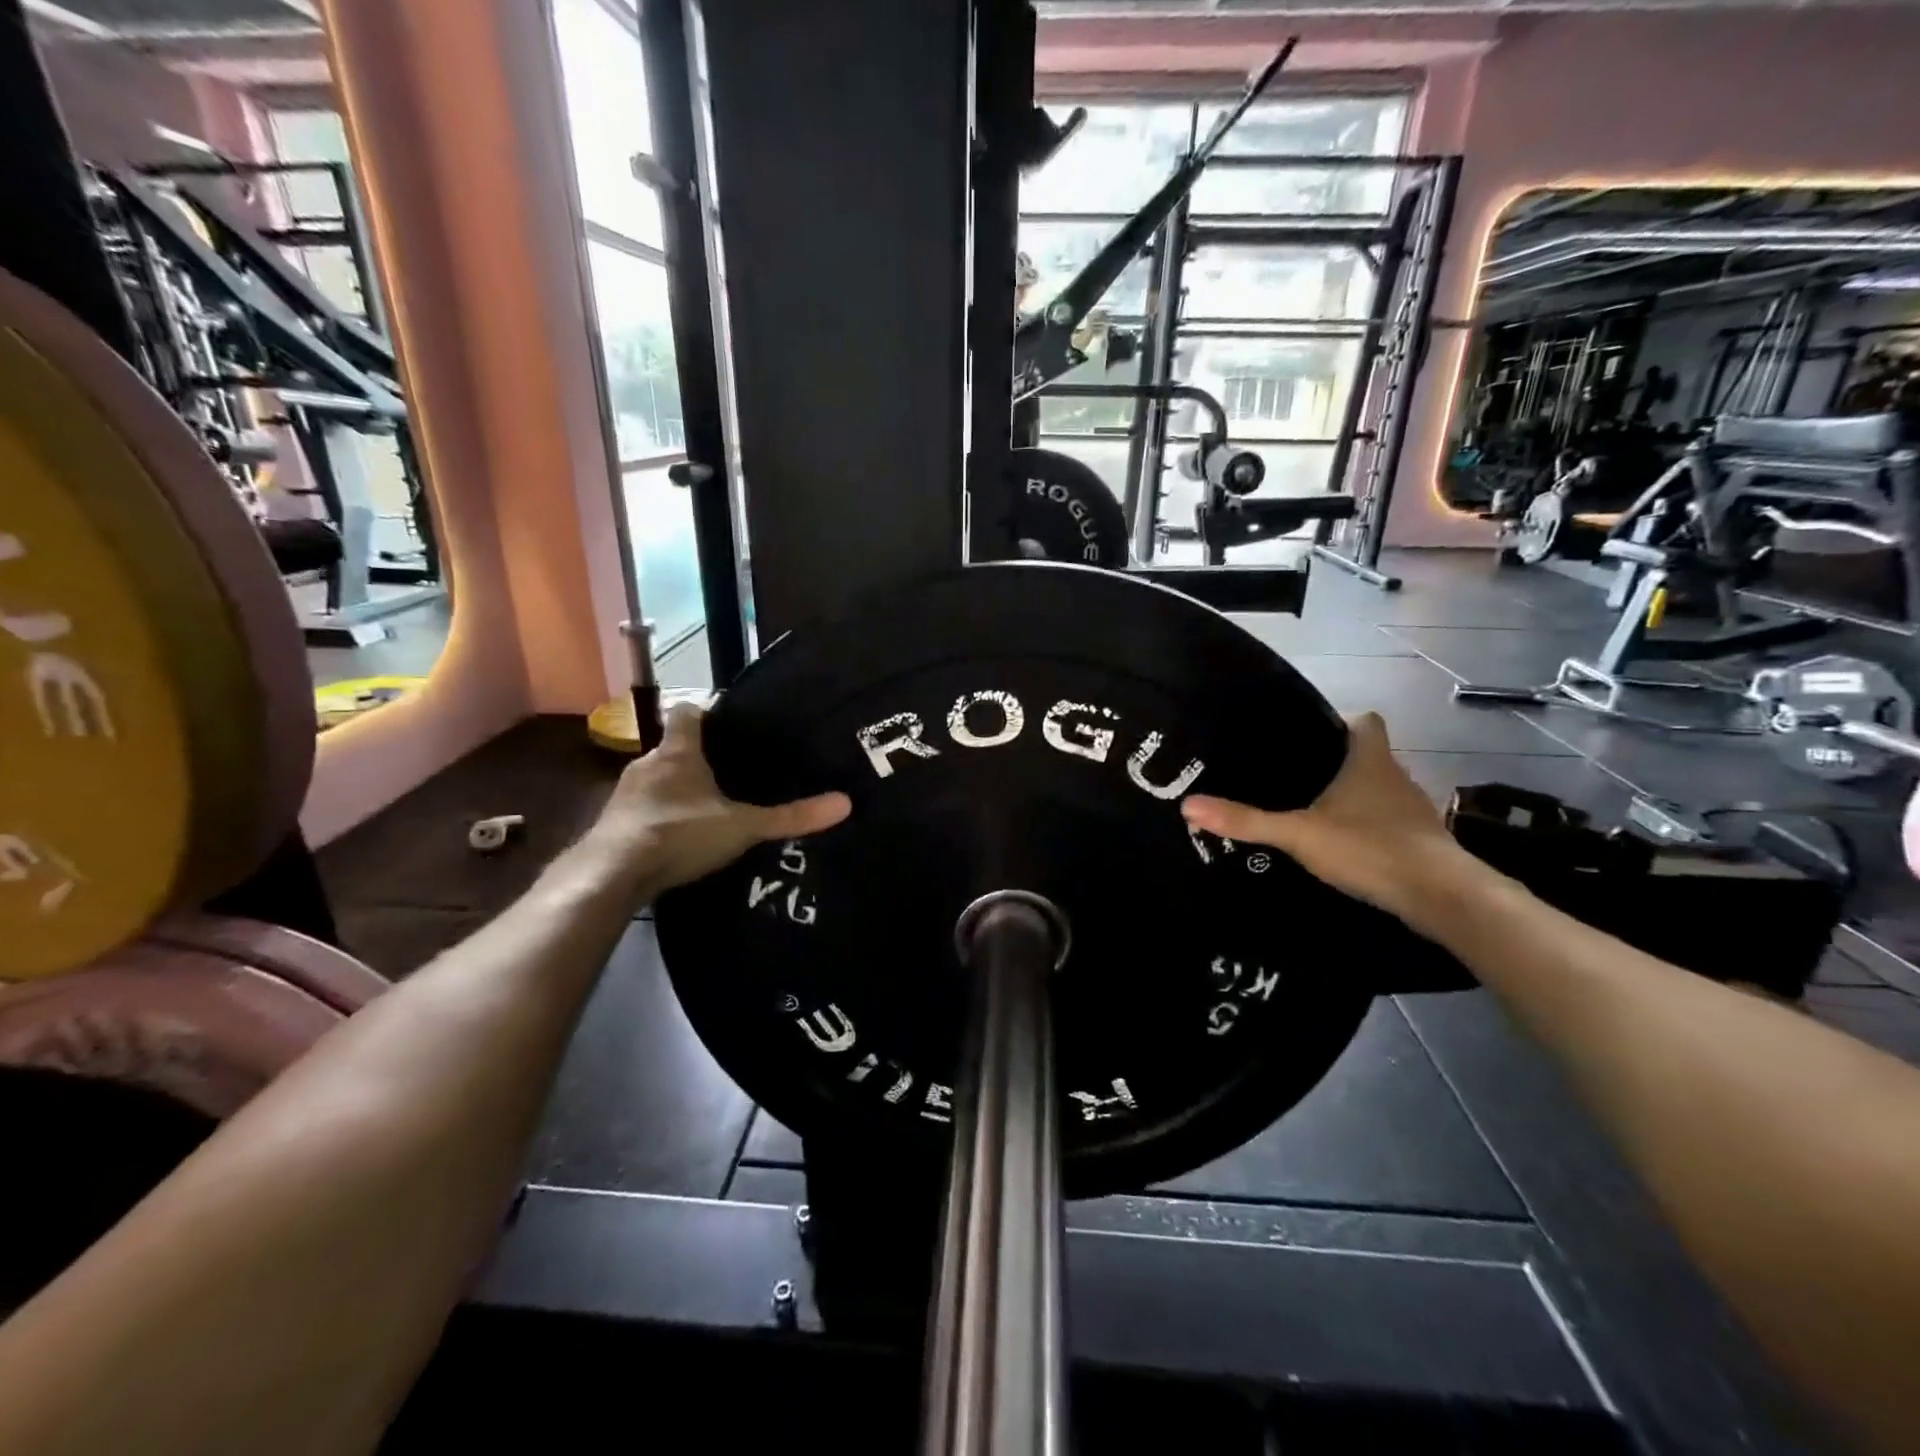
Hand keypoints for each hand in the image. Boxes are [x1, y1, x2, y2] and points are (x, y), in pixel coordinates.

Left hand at [590, 704, 850, 892]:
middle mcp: (647, 763)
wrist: (610, 875)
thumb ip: (790, 817)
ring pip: (657, 780)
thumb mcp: (742, 826)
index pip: (688, 711)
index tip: (728, 721)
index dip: (706, 712)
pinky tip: (679, 838)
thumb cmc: (679, 833)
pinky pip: (643, 810)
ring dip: (677, 789)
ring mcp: (625, 794)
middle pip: (673, 748)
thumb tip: (845, 803)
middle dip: (698, 757)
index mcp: (678, 752)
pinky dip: (660, 817)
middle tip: (731, 772)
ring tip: (708, 808)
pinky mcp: (613, 824)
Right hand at [1182, 711, 1482, 926]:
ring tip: (1312, 810)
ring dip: (1354, 797)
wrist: (1441, 896)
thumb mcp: (1298, 833)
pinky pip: (1388, 821)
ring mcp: (1413, 810)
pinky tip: (1343, 845)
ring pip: (1379, 790)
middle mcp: (1397, 777)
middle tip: (1293, 775)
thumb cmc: (1370, 848)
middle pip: (1369, 756)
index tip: (1310, 734)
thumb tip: (1188, 805)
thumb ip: (1246, 821)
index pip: (1365, 721)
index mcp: (1370, 761)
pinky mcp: (1420, 841)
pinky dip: (1367, 827)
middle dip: (1337, 762)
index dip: (1341, 721)